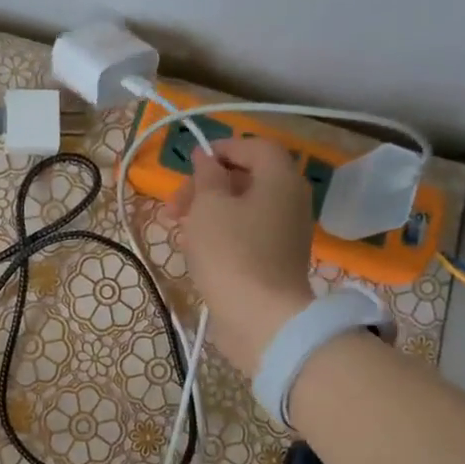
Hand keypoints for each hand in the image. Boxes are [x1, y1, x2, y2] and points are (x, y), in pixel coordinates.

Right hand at [165, 138, 317, 372]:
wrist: (259, 317)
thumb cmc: (231, 253)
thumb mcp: (208, 206)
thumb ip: (206, 176)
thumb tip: (206, 158)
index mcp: (280, 179)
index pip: (256, 146)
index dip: (222, 149)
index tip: (190, 164)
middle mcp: (291, 201)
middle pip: (247, 178)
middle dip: (206, 186)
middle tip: (174, 206)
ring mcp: (285, 233)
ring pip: (243, 208)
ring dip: (209, 212)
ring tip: (179, 229)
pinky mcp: (275, 261)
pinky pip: (246, 234)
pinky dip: (221, 233)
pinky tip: (196, 250)